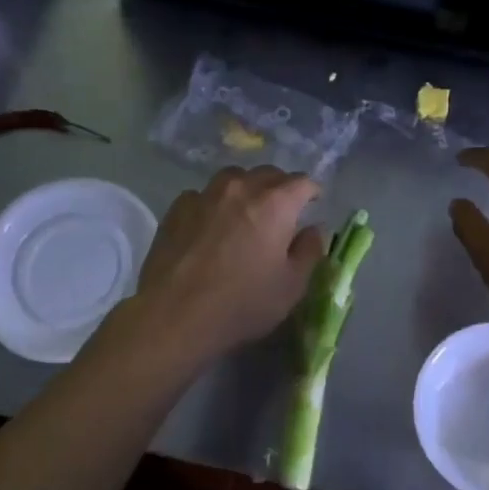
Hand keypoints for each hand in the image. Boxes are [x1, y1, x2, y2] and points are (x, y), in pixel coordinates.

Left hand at [130, 167, 324, 363]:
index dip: (311, 192)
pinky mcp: (177, 209)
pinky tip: (210, 225)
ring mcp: (205, 195)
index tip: (313, 204)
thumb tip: (313, 230)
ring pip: (233, 178)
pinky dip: (213, 203)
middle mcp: (241, 189)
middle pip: (267, 174)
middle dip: (280, 187)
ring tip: (245, 211)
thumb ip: (309, 251)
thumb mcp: (292, 286)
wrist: (175, 315)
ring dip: (245, 189)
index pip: (302, 182)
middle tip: (282, 210)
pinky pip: (203, 195)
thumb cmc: (243, 303)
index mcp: (275, 204)